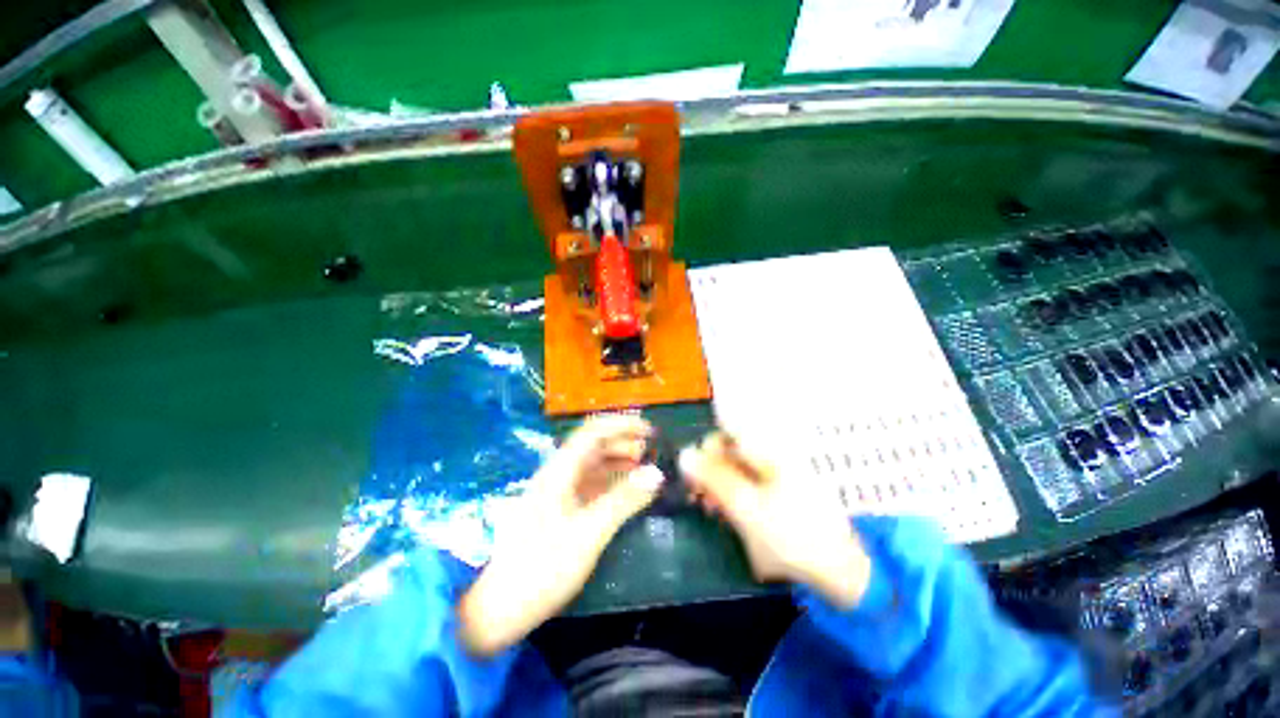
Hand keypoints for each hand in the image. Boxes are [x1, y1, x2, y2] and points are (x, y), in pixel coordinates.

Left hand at [457, 414, 662, 655]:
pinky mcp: (561, 510)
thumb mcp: (589, 532)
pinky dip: (611, 482)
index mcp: (560, 470)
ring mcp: (559, 492)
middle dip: (623, 442)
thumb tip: (656, 473)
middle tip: (651, 450)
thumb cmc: (543, 566)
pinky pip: (591, 485)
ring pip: (593, 465)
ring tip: (644, 466)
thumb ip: (623, 500)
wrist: (500, 608)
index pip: (593, 432)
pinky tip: (626, 490)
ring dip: (618, 461)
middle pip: (593, 446)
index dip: (622, 425)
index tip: (649, 429)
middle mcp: (559, 474)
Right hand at [679, 432, 871, 608]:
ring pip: (738, 469)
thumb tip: (684, 454)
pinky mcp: (781, 493)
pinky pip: (749, 485)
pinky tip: (728, 514)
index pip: (726, 434)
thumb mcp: (745, 506)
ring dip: (719, 486)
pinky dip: (734, 496)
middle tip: (699, 498)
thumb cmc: (792, 534)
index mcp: (768, 451)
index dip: (705, 450)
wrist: (842, 571)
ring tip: (710, 510)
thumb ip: (713, 477)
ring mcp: (778, 475)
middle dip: (710, 472)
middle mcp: (772, 455)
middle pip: (730, 452)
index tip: (693, 475)